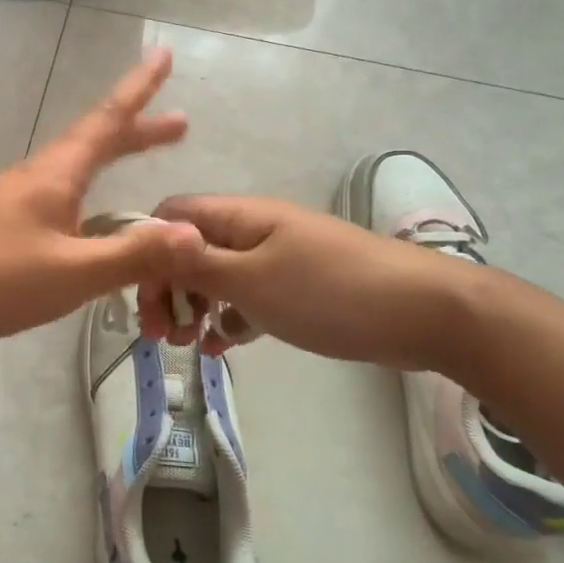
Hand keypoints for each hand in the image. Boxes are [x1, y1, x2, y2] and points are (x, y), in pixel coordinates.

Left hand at [0, 49, 206, 351]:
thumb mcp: (71, 272)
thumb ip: (131, 255)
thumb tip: (195, 236)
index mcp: (55, 176)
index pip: (107, 121)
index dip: (138, 89)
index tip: (161, 54)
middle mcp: (34, 178)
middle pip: (92, 142)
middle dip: (137, 130)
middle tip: (177, 123)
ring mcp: (10, 202)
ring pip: (72, 171)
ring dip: (108, 161)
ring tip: (133, 166)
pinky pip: (54, 199)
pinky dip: (84, 195)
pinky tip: (82, 221)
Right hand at [134, 196, 470, 370]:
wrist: (423, 312)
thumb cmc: (329, 291)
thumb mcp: (252, 280)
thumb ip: (196, 262)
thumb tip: (146, 235)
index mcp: (239, 217)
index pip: (173, 216)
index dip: (148, 250)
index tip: (140, 297)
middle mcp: (253, 230)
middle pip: (191, 249)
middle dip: (168, 288)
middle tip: (161, 335)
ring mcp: (277, 258)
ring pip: (217, 276)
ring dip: (195, 307)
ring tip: (189, 345)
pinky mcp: (297, 288)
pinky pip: (248, 297)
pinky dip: (229, 318)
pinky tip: (222, 346)